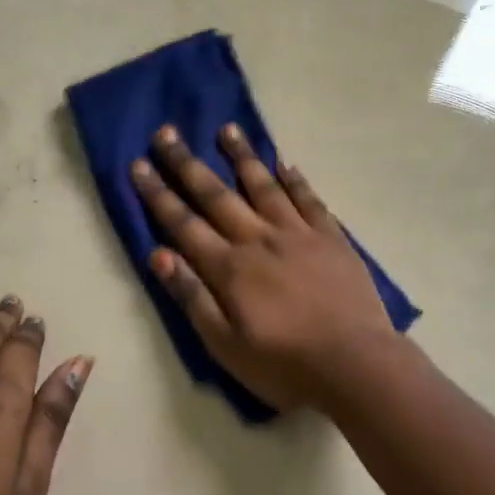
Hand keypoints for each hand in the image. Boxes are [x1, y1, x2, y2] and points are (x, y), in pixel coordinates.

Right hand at [131, 123, 397, 410]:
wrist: (356, 364)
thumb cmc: (285, 365)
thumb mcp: (225, 346)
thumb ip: (192, 298)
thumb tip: (159, 254)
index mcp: (230, 268)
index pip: (184, 224)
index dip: (158, 194)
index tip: (138, 164)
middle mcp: (259, 240)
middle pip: (216, 195)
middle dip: (187, 164)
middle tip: (166, 132)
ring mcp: (298, 234)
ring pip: (264, 186)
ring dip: (242, 157)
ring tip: (227, 129)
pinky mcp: (331, 238)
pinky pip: (308, 199)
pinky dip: (294, 179)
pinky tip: (284, 162)